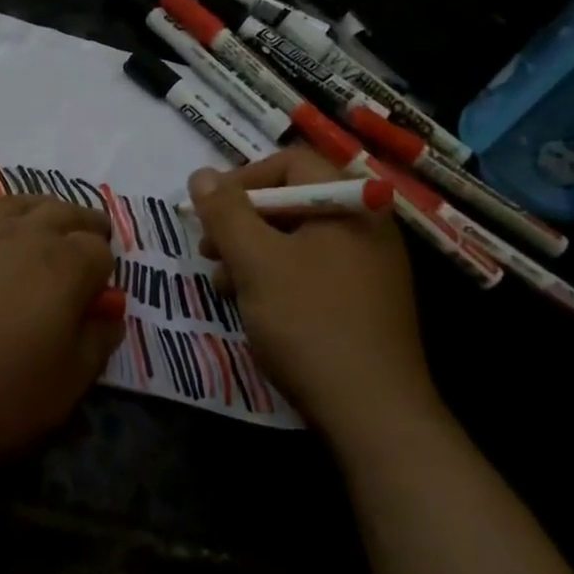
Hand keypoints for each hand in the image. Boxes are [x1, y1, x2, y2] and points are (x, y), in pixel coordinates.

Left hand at [0, 194, 123, 467]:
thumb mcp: (61, 389)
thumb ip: (95, 345)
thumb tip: (110, 310)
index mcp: (63, 268)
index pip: (98, 251)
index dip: (104, 266)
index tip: (99, 286)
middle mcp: (19, 236)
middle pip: (61, 213)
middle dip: (81, 222)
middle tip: (87, 232)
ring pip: (9, 203)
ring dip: (32, 208)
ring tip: (37, 218)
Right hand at [188, 147, 437, 438]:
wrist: (371, 411)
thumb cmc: (310, 322)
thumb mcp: (256, 262)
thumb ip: (226, 213)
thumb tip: (201, 174)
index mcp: (350, 204)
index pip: (291, 163)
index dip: (243, 179)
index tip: (209, 211)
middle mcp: (365, 226)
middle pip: (292, 201)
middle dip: (242, 222)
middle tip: (208, 249)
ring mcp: (368, 266)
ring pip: (297, 240)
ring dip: (252, 254)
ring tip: (223, 284)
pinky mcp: (362, 301)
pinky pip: (311, 271)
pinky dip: (276, 278)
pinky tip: (251, 305)